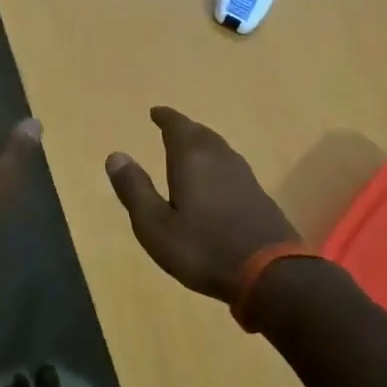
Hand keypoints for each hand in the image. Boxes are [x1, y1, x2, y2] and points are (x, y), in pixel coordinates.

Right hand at [105, 106, 297, 301]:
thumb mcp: (155, 225)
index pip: (177, 127)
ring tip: (190, 148)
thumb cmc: (204, 249)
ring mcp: (244, 177)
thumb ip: (135, 189)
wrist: (271, 275)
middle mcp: (220, 159)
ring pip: (219, 149)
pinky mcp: (259, 197)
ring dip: (202, 144)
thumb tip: (115, 155)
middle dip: (184, 128)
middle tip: (171, 126)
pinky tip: (216, 180)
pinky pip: (231, 167)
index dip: (165, 118)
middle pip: (201, 134)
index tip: (155, 112)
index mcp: (192, 159)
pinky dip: (217, 164)